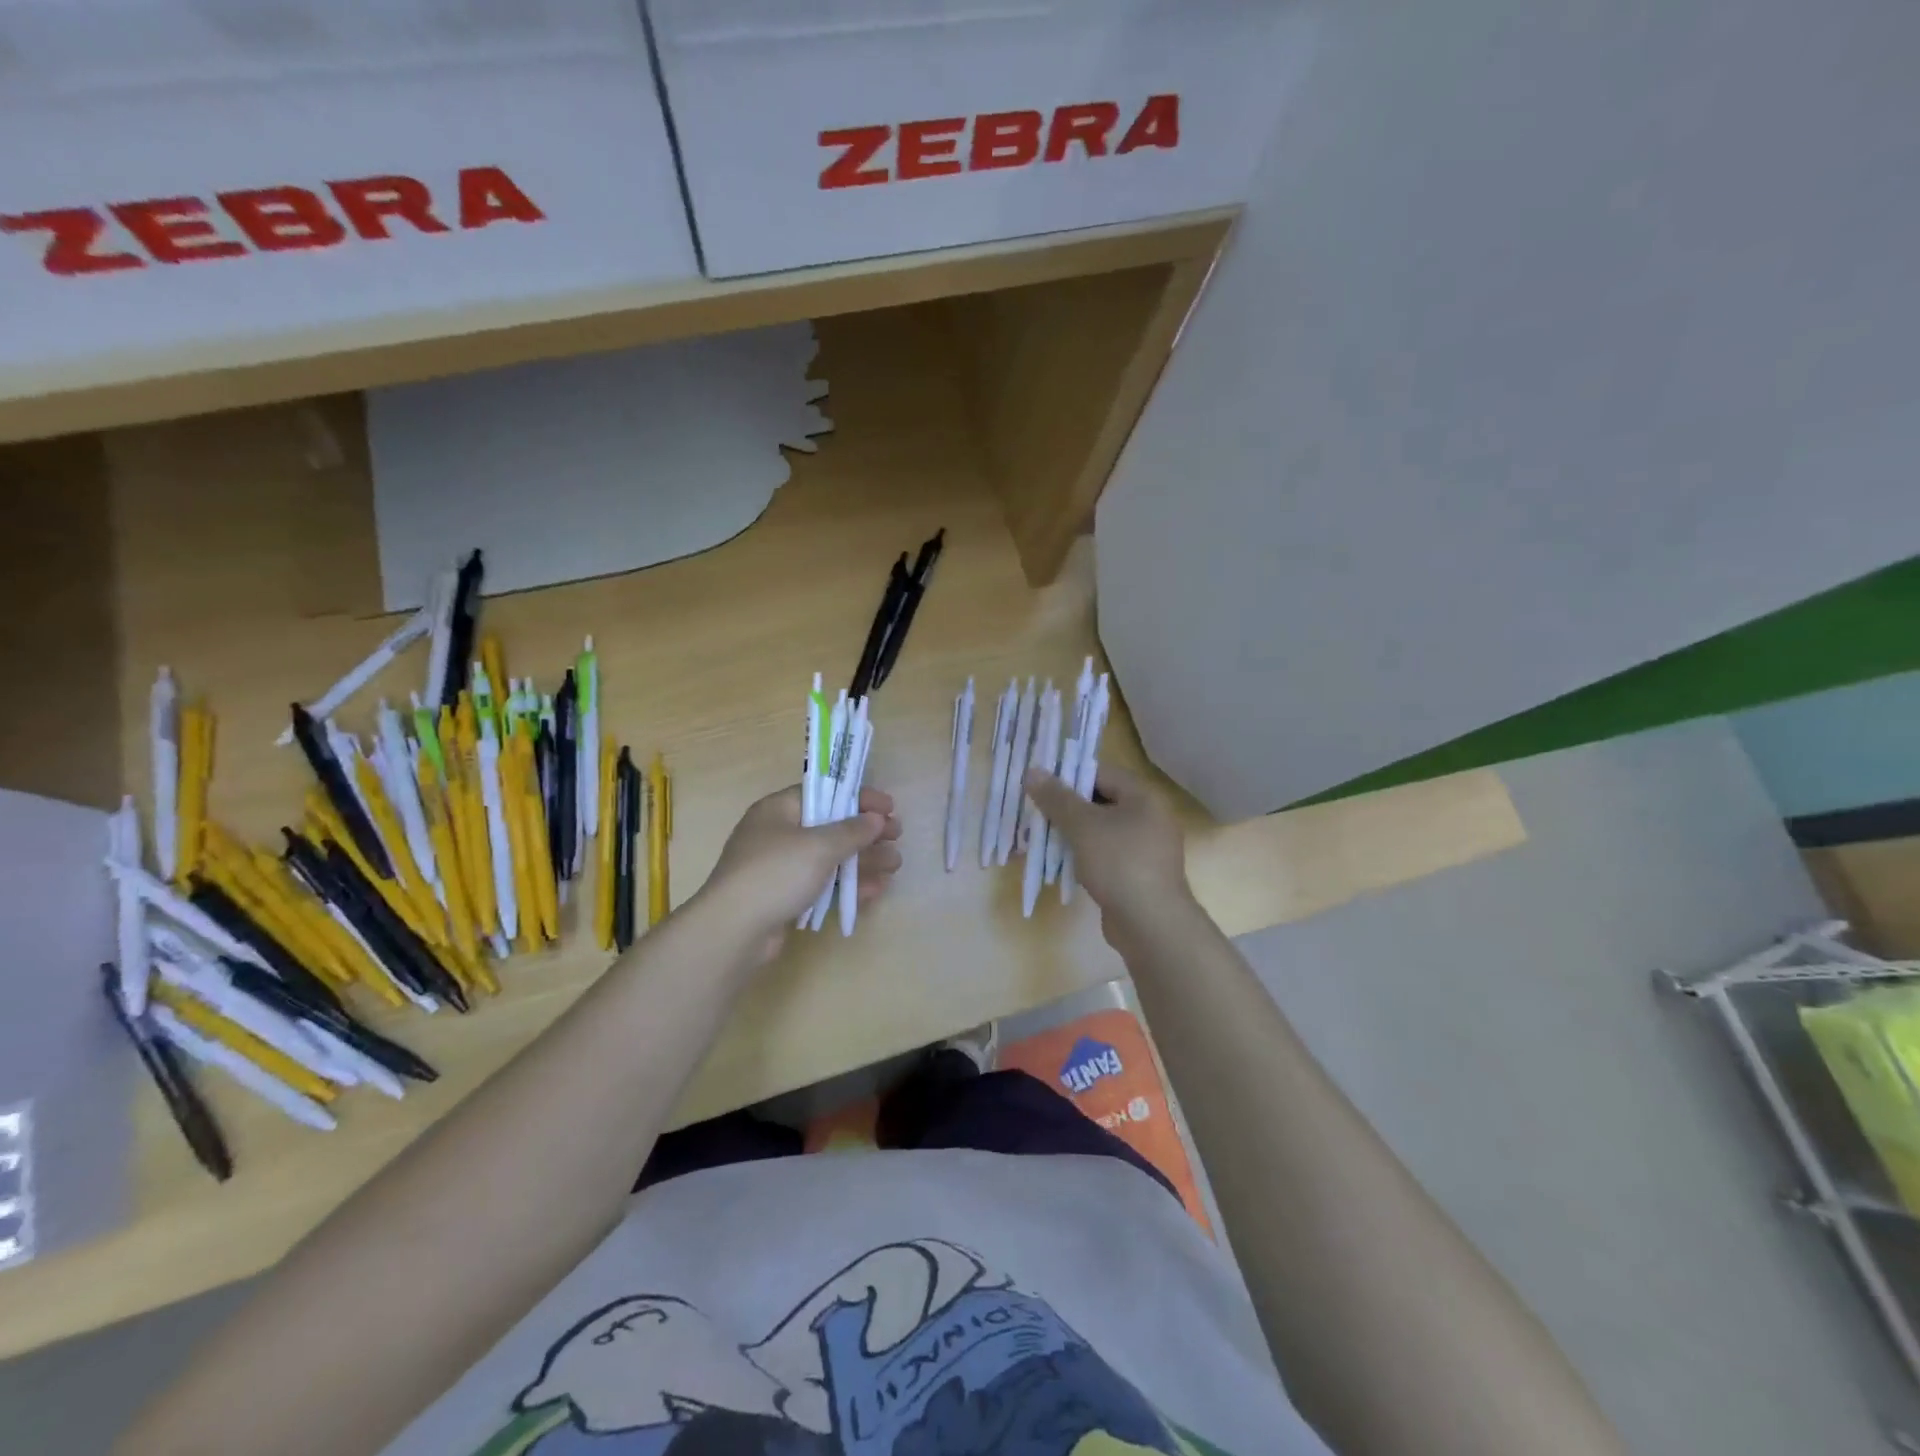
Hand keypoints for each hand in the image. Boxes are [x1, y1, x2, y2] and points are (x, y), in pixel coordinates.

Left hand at [701, 785, 902, 965]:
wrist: (733, 931)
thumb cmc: (776, 873)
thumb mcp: (819, 845)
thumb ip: (852, 830)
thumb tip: (875, 819)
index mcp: (779, 810)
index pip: (824, 794)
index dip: (858, 798)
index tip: (890, 807)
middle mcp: (778, 834)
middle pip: (830, 826)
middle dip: (866, 832)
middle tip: (897, 836)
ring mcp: (780, 868)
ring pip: (830, 858)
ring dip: (863, 860)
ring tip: (895, 865)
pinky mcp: (785, 898)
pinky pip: (823, 885)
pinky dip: (848, 885)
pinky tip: (875, 889)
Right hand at [1025, 765, 1194, 949]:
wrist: (1151, 923)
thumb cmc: (1119, 863)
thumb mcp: (1082, 826)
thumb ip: (1056, 798)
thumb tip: (1032, 771)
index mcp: (1143, 797)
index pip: (1101, 773)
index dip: (1069, 776)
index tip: (1040, 784)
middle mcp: (1150, 818)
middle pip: (1101, 802)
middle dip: (1066, 808)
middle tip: (1036, 812)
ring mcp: (1146, 849)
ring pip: (1101, 831)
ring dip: (1073, 834)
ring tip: (1041, 837)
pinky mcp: (1138, 875)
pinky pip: (1106, 855)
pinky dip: (1084, 856)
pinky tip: (1062, 865)